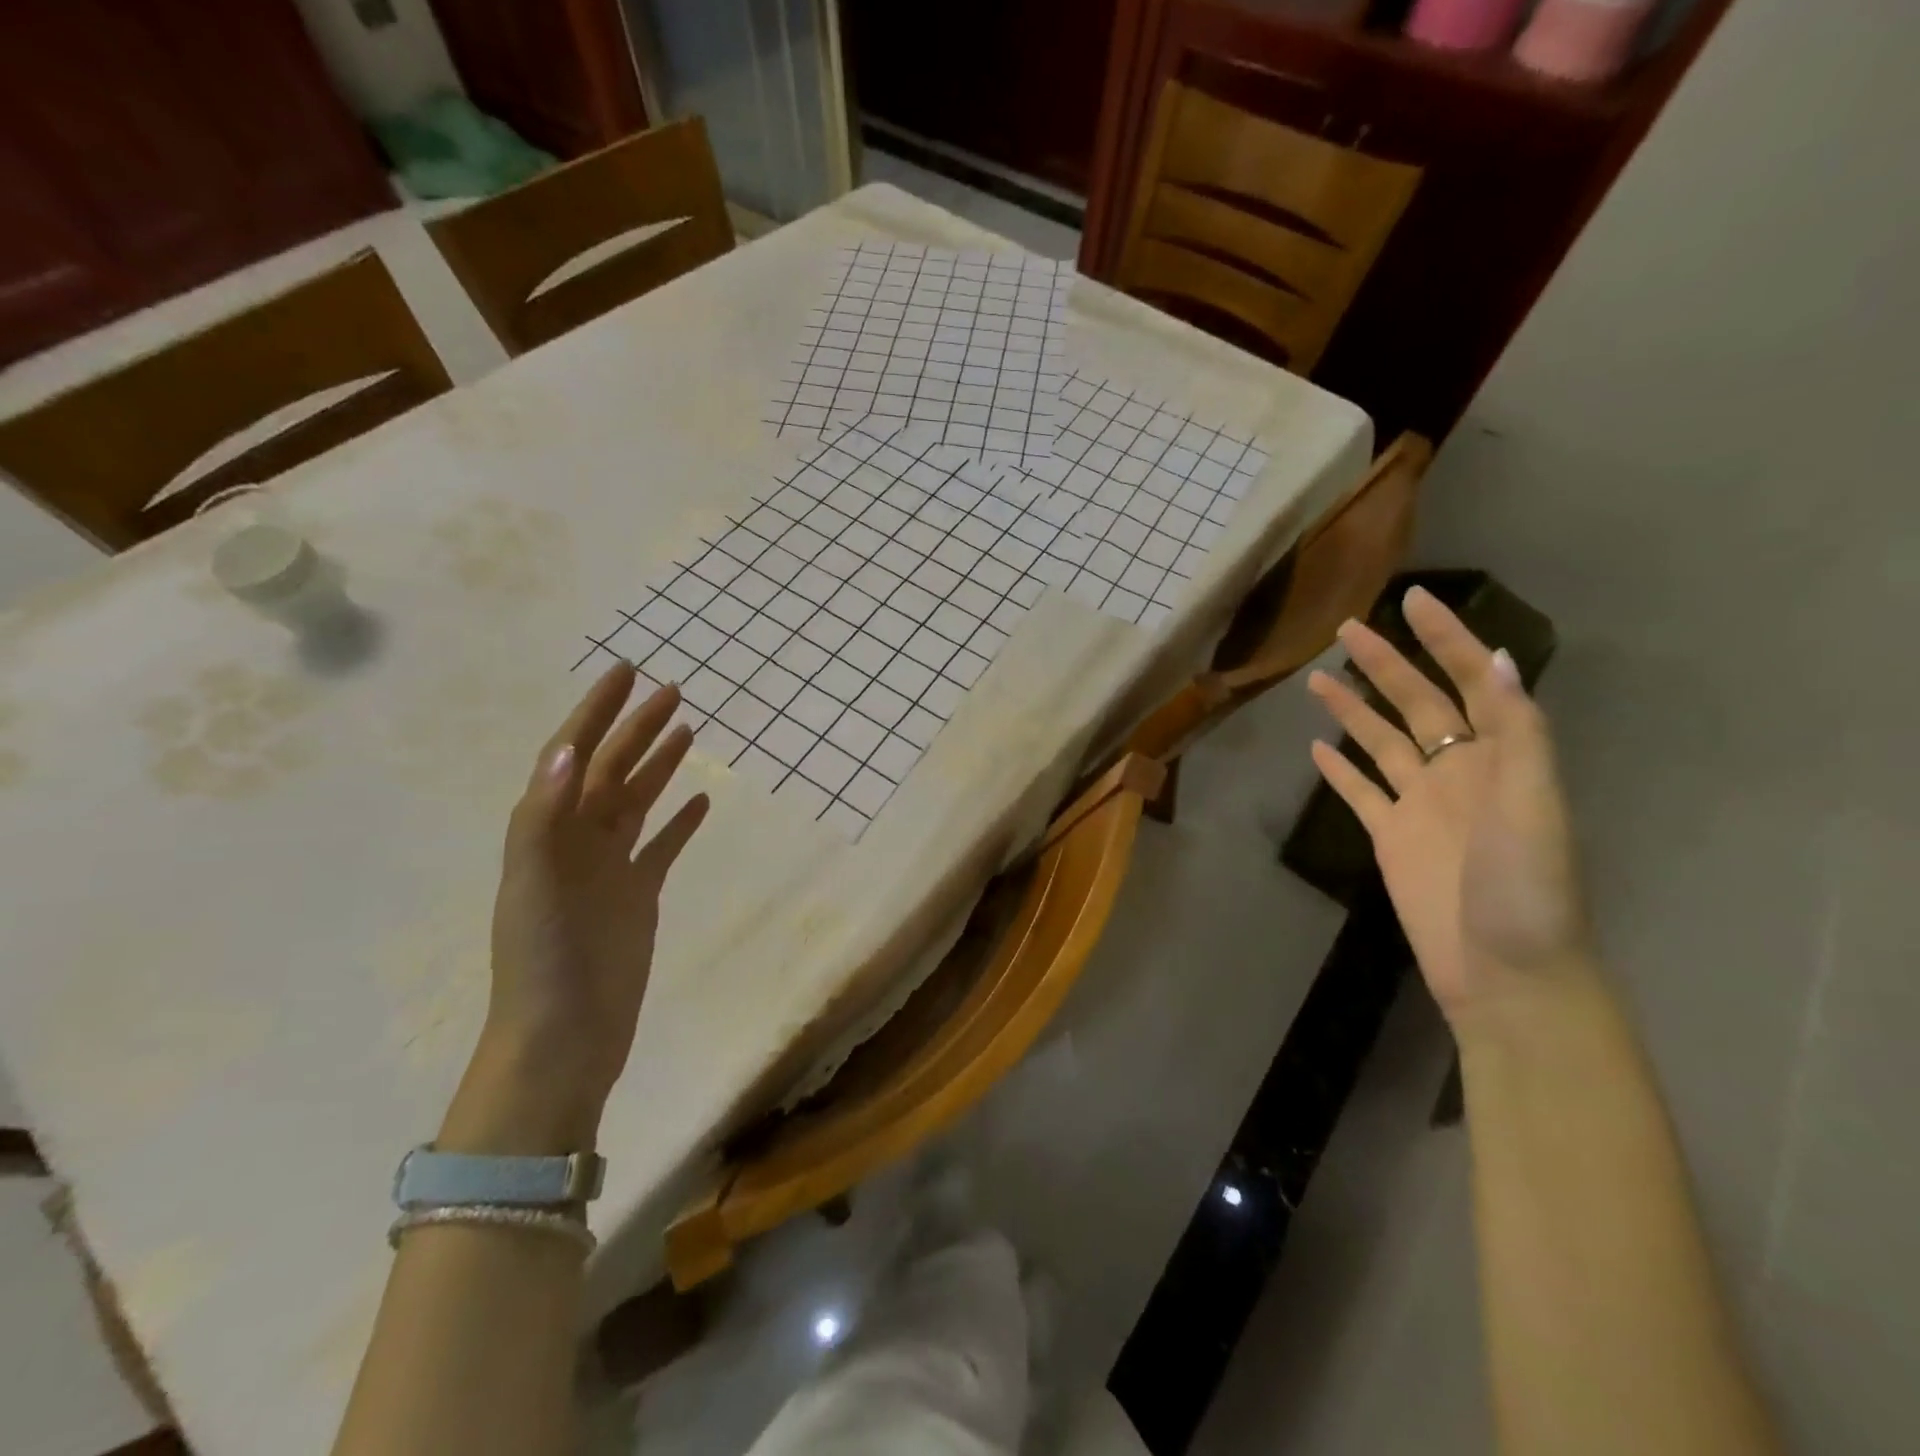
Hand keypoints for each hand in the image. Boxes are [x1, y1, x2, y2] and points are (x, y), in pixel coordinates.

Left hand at [441, 664, 708, 1154]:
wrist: (563, 1039)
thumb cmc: (543, 960)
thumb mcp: (533, 883)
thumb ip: (545, 816)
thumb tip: (568, 750)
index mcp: (547, 830)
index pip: (572, 755)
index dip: (596, 711)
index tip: (625, 672)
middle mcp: (577, 840)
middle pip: (610, 770)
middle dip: (637, 728)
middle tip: (673, 690)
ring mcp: (609, 868)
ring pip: (636, 801)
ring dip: (659, 765)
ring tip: (688, 730)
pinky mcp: (637, 896)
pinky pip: (661, 847)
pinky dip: (680, 822)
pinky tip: (701, 801)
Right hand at [1306, 588, 1590, 1025]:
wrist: (1504, 972)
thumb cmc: (1526, 889)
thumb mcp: (1534, 806)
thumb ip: (1517, 733)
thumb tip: (1496, 657)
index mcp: (1500, 757)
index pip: (1471, 681)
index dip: (1447, 638)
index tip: (1412, 600)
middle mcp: (1458, 771)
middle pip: (1416, 704)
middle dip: (1384, 663)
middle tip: (1345, 629)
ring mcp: (1420, 803)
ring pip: (1380, 742)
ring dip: (1352, 709)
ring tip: (1317, 679)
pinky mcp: (1389, 836)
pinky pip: (1360, 792)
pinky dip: (1339, 770)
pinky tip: (1317, 749)